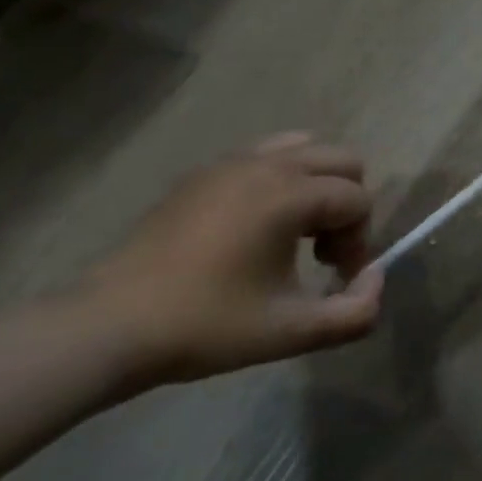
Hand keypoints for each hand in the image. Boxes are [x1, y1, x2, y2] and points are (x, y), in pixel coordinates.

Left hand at [76, 133, 383, 387]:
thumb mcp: (293, 332)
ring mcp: (228, 164)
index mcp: (289, 195)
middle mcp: (265, 166)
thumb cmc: (206, 327)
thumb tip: (375, 277)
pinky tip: (257, 228)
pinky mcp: (201, 175)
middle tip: (322, 251)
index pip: (358, 201)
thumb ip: (356, 312)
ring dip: (317, 185)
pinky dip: (281, 180)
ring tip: (295, 232)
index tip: (334, 279)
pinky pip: (264, 157)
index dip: (360, 241)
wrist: (106, 329)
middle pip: (342, 160)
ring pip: (304, 148)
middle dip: (347, 204)